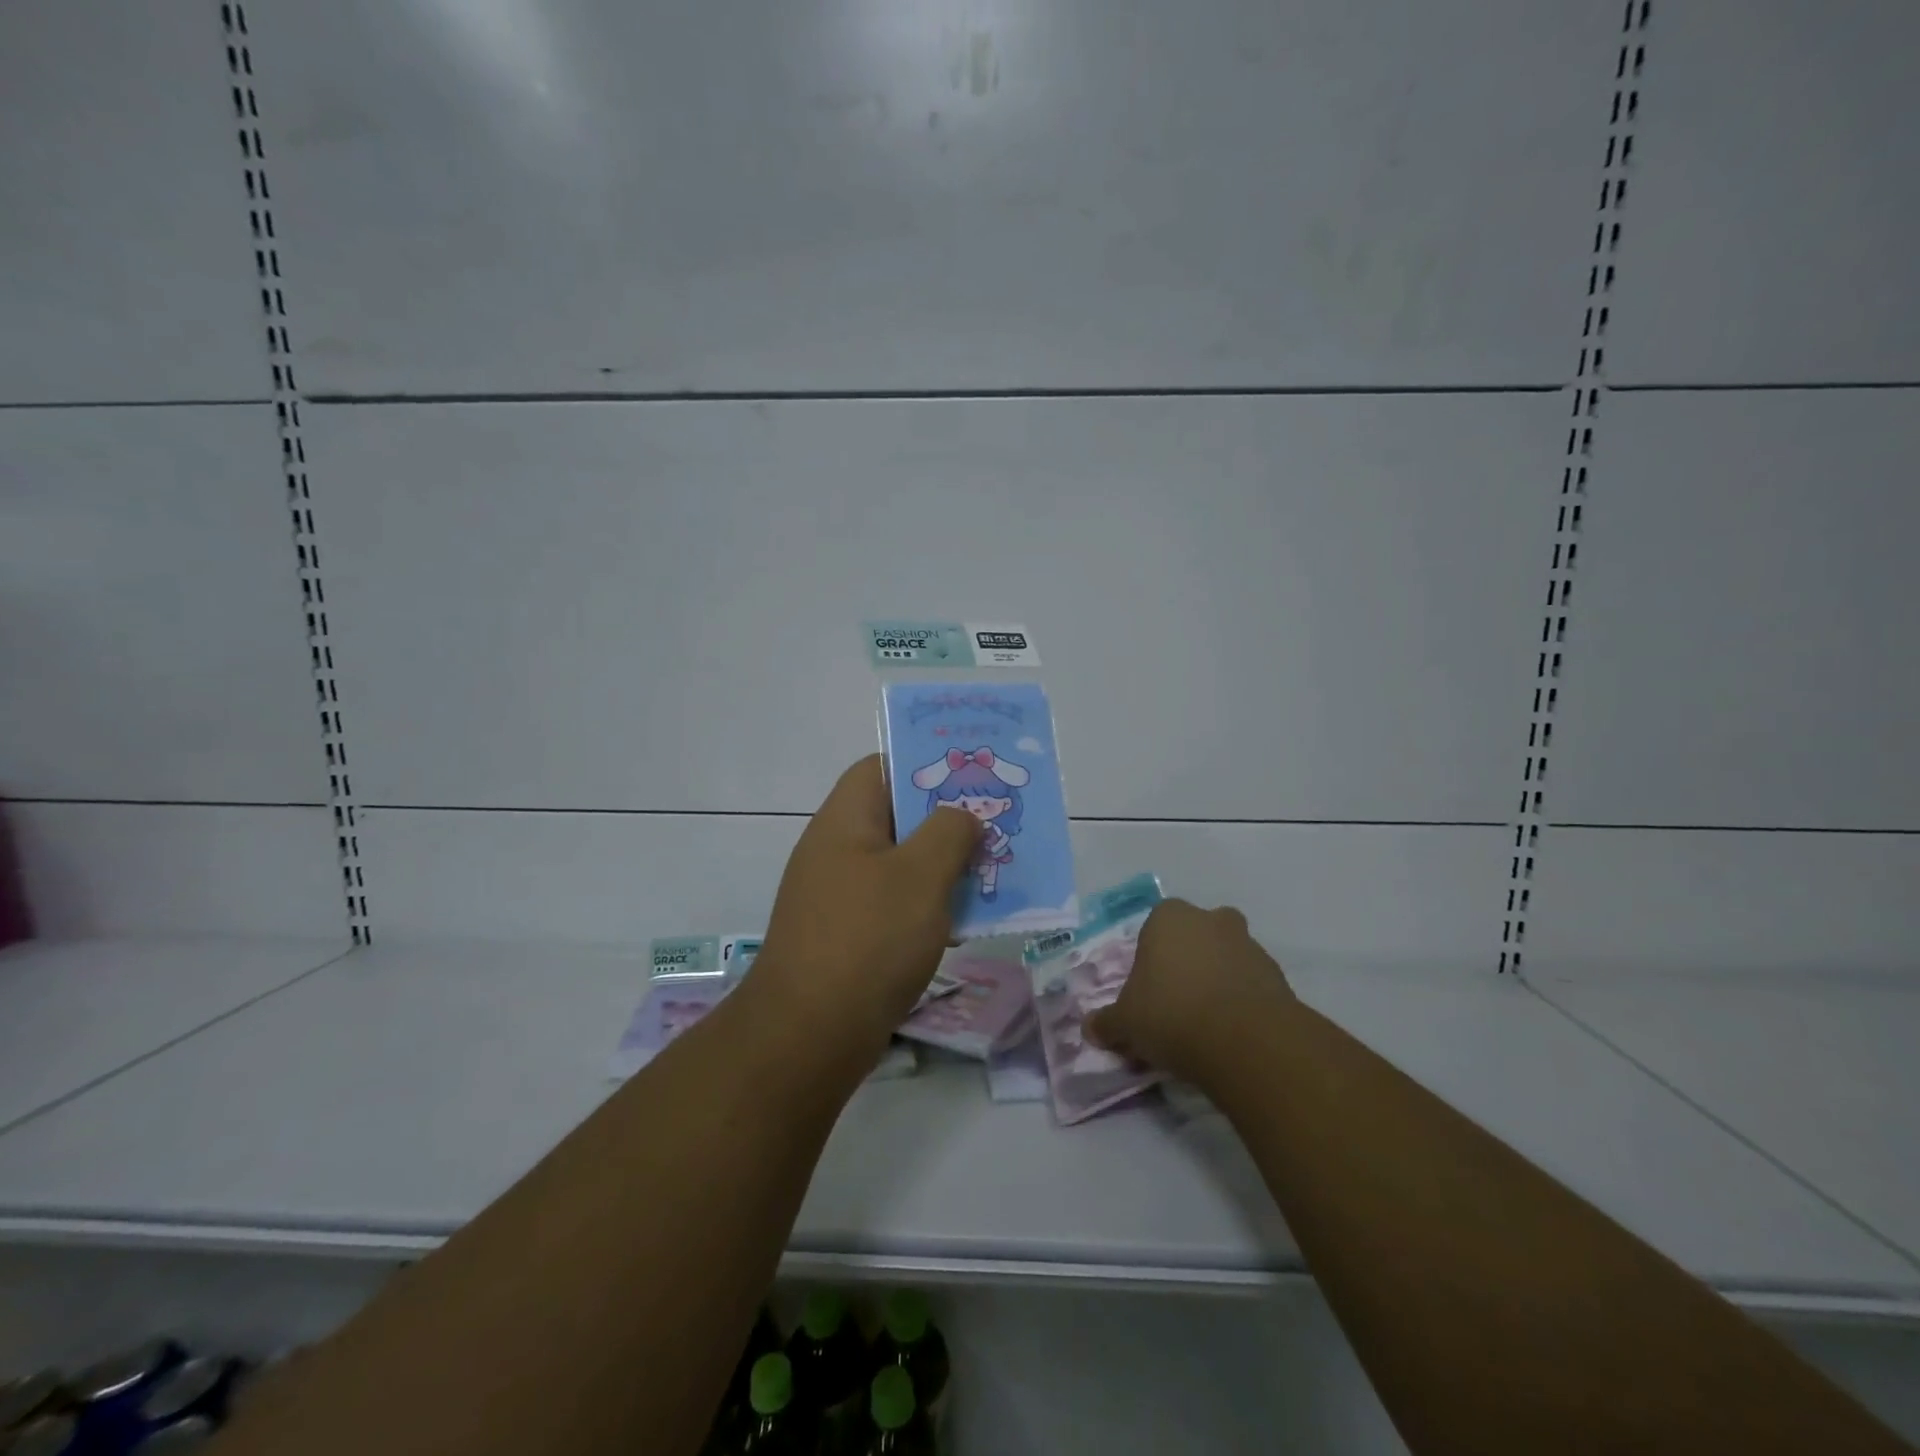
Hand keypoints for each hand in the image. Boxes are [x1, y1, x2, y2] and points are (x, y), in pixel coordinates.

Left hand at [754, 755, 981, 1055]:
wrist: (809, 1035)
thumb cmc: (869, 938)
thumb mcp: (921, 874)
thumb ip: (949, 831)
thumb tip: (962, 816)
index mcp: (845, 820)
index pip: (882, 767)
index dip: (926, 763)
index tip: (970, 777)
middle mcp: (837, 850)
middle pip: (896, 816)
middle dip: (947, 820)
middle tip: (994, 826)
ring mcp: (839, 895)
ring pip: (900, 864)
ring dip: (942, 866)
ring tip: (991, 873)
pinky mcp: (847, 936)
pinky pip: (894, 904)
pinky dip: (926, 906)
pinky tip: (962, 923)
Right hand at [1085, 899, 1294, 1084]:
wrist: (1245, 1041)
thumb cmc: (1171, 1014)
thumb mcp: (1126, 1023)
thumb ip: (1107, 1022)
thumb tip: (1090, 1028)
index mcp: (1169, 918)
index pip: (1153, 927)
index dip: (1149, 958)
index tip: (1146, 991)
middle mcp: (1210, 920)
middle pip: (1196, 936)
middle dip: (1188, 961)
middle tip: (1177, 1001)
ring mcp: (1249, 945)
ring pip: (1227, 957)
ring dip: (1218, 981)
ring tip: (1205, 1025)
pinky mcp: (1278, 976)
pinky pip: (1251, 984)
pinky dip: (1242, 1002)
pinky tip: (1231, 1035)